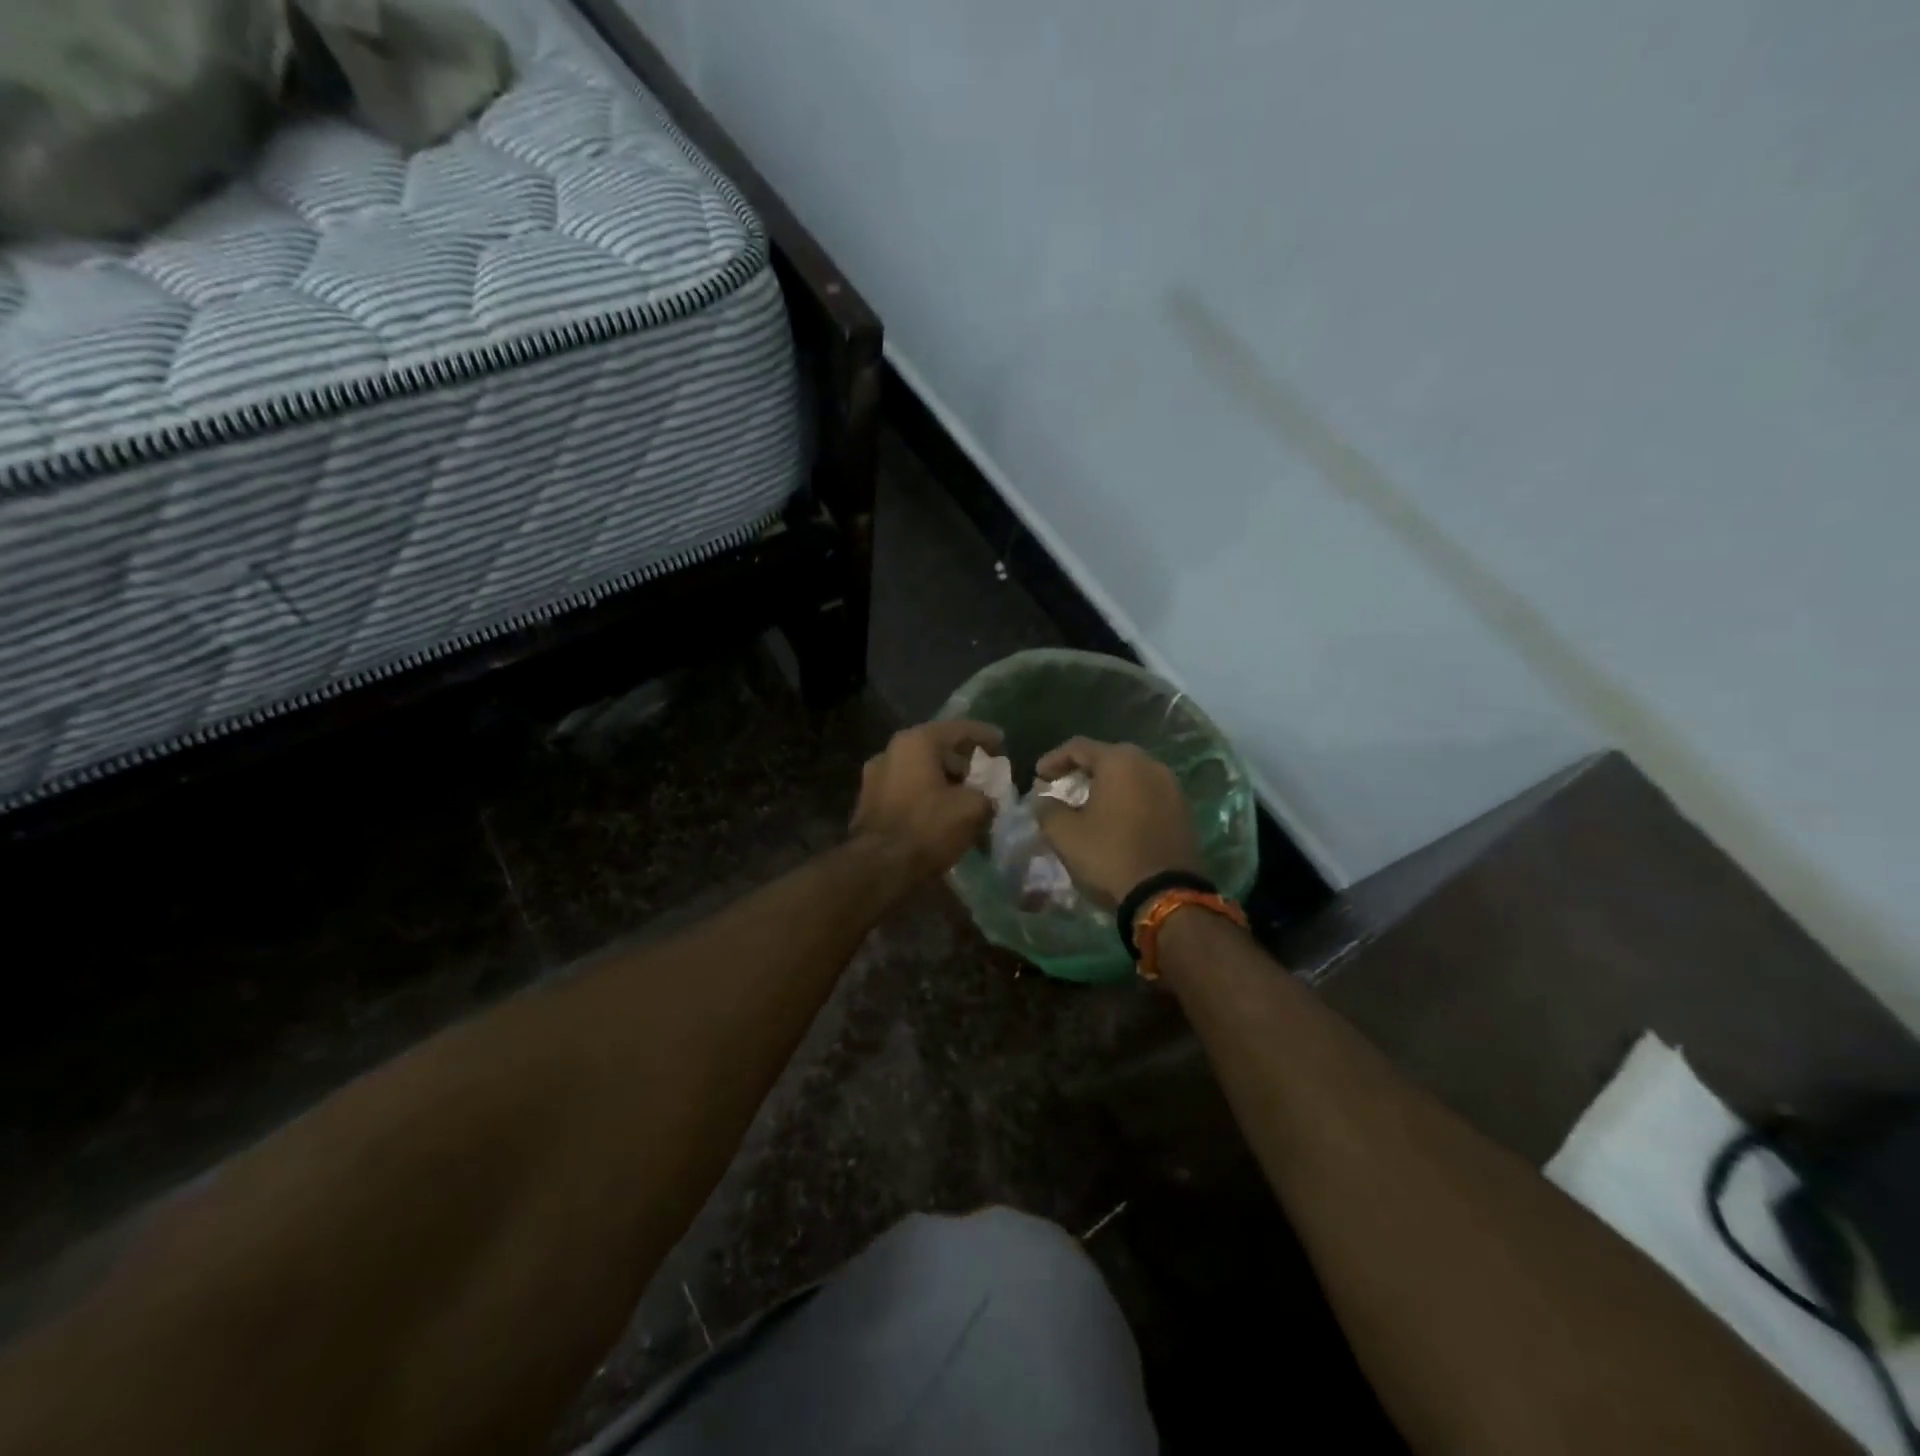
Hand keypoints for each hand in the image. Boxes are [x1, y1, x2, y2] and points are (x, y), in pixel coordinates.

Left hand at [850, 719, 1003, 881]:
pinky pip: (907, 790)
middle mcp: (890, 751)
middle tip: (984, 773)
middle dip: (962, 760)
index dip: (984, 735)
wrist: (878, 867)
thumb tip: (985, 799)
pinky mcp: (868, 803)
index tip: (1002, 742)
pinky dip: (927, 795)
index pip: (958, 729)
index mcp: (915, 742)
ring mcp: (874, 777)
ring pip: (919, 770)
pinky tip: (942, 812)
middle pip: (935, 748)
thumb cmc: (927, 827)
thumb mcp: (972, 809)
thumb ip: (986, 795)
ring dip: (943, 780)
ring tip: (966, 796)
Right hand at [1034, 738, 1202, 903]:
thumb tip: (1043, 799)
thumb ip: (1047, 809)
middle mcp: (1150, 765)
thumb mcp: (1064, 834)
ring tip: (1089, 804)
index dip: (1053, 759)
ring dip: (1108, 785)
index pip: (1079, 747)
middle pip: (1109, 757)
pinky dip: (1128, 800)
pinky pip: (1148, 794)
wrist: (1166, 896)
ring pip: (1132, 775)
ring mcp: (1172, 788)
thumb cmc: (1109, 856)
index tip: (1038, 777)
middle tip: (1063, 786)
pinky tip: (1116, 819)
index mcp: (1120, 762)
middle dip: (1083, 769)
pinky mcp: (1184, 811)